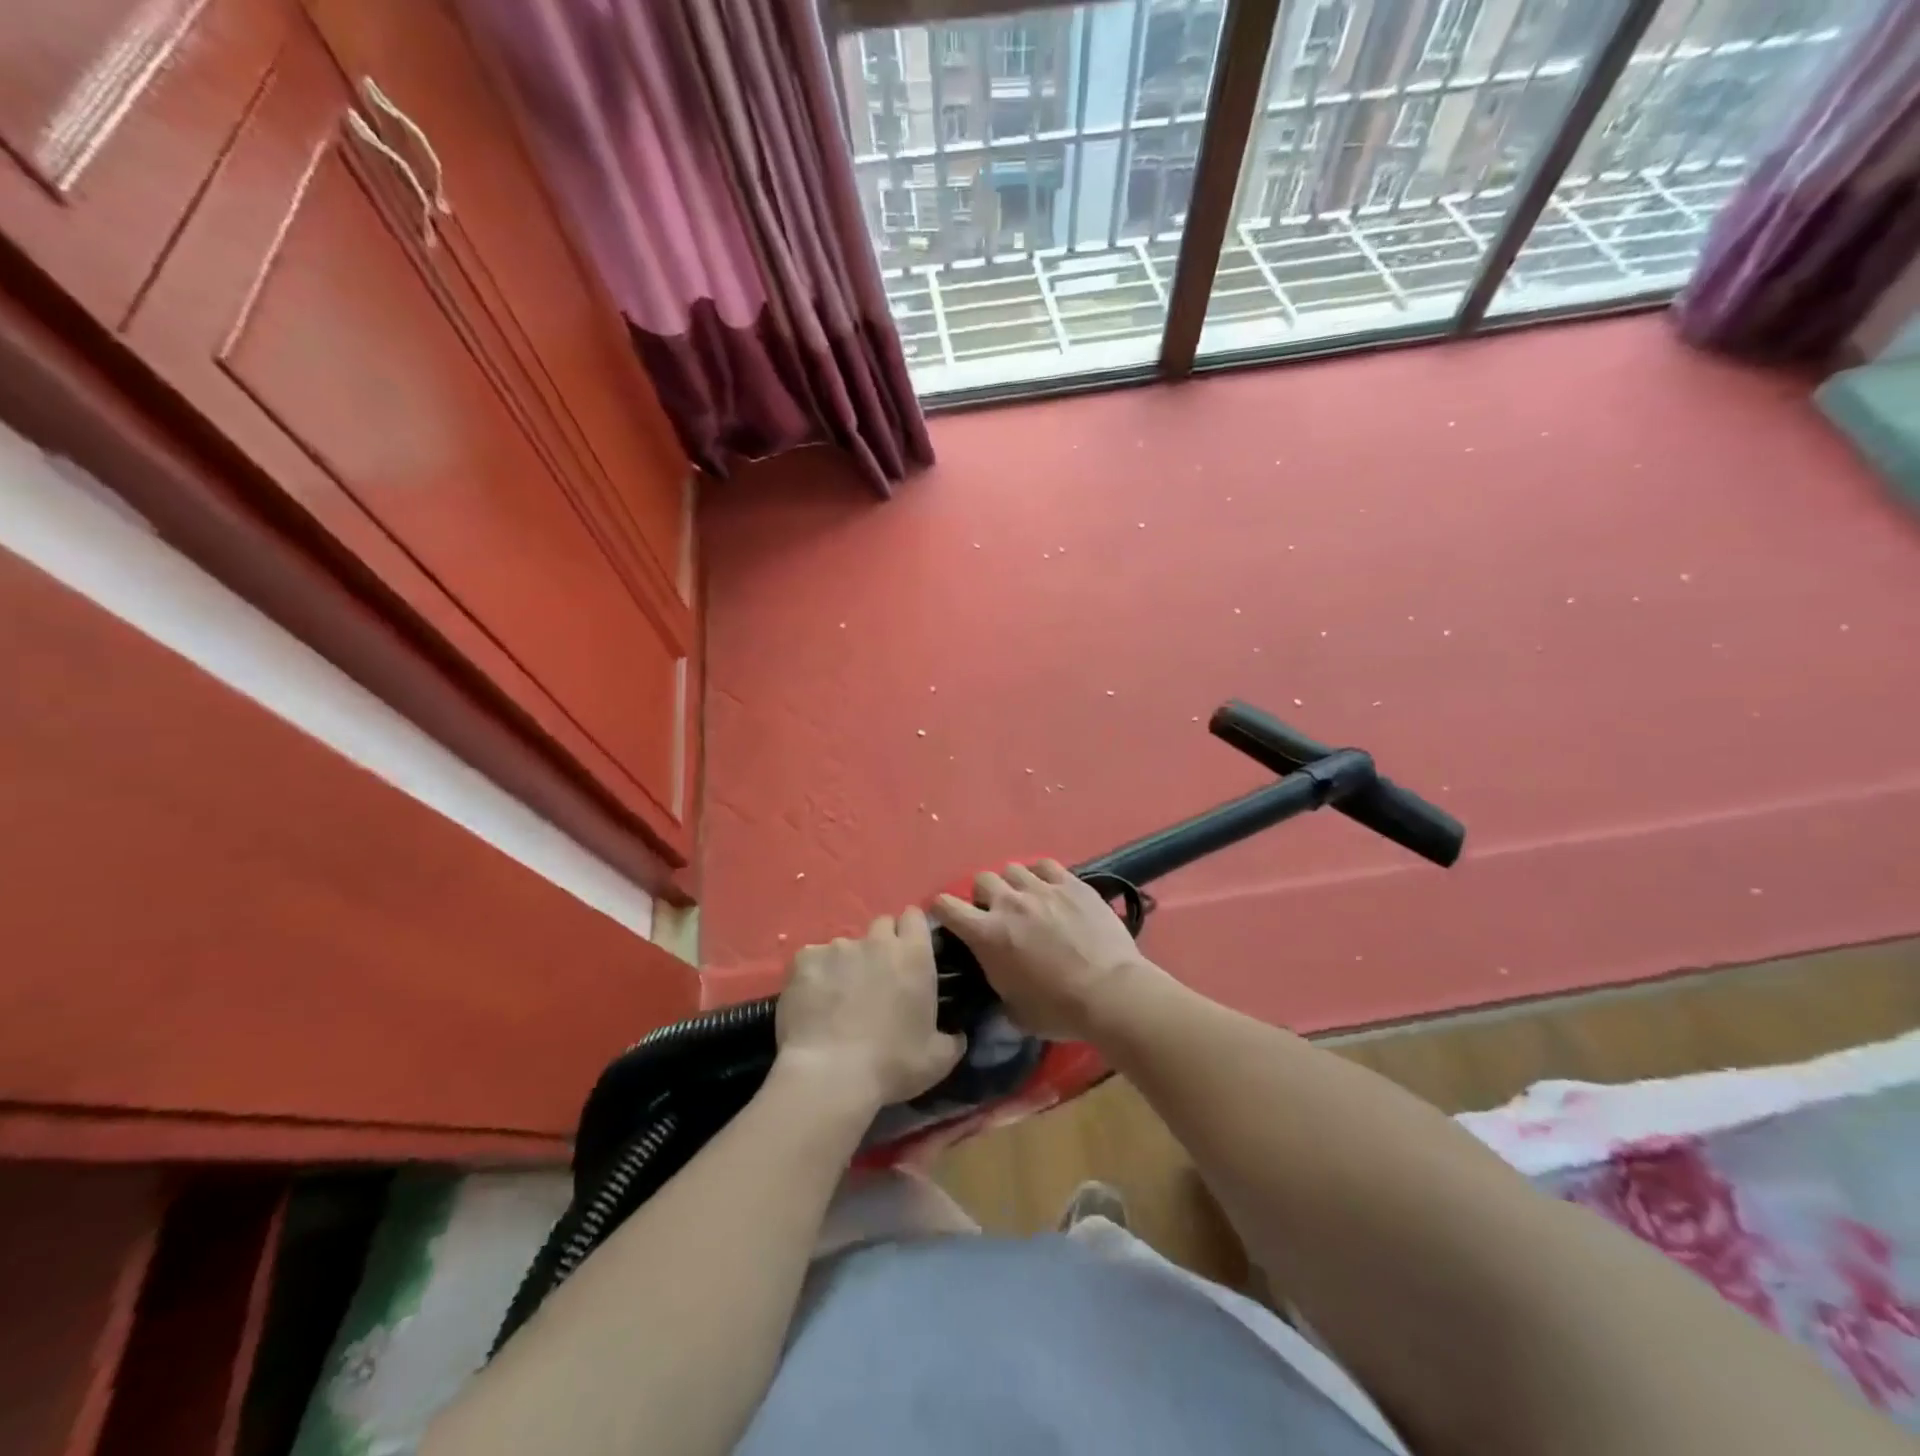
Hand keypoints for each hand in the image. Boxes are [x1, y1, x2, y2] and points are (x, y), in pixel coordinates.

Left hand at [775, 908, 966, 1111]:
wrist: (829, 1075)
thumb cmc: (891, 1065)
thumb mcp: (938, 1060)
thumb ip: (952, 1038)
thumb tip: (956, 1034)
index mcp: (914, 955)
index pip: (914, 917)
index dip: (911, 932)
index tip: (909, 954)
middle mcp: (877, 941)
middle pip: (882, 926)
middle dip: (882, 945)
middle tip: (878, 979)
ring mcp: (838, 947)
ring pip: (846, 945)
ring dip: (847, 964)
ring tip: (839, 999)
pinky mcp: (804, 960)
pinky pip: (812, 960)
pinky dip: (814, 976)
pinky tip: (812, 1003)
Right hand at [935, 861, 1157, 1039]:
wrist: (1110, 993)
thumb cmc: (1058, 1010)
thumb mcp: (1013, 1009)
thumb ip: (997, 982)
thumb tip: (998, 975)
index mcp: (987, 934)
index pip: (946, 906)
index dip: (942, 909)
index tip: (950, 918)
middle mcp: (1009, 903)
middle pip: (982, 879)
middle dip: (984, 895)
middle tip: (997, 913)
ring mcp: (1042, 889)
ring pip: (1013, 868)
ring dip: (1014, 884)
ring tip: (1026, 899)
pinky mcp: (1072, 883)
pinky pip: (1046, 865)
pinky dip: (1042, 874)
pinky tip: (1050, 888)